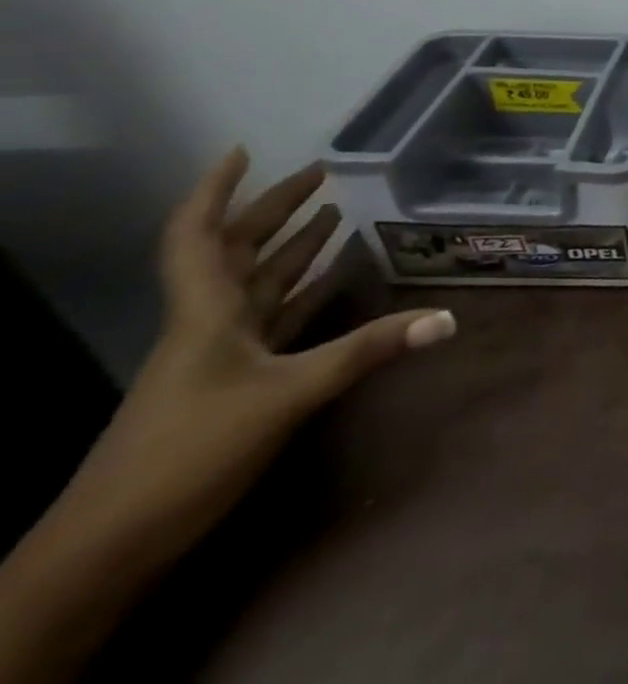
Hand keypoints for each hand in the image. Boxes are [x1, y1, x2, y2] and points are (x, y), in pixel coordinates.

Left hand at [0, 148, 457, 683]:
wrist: (109, 547)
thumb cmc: (188, 452)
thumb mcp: (286, 397)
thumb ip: (367, 351)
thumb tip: (446, 318)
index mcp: (206, 313)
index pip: (198, 237)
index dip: (216, 191)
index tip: (243, 151)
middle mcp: (208, 323)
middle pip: (236, 252)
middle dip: (274, 209)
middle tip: (320, 174)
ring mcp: (217, 354)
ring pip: (255, 283)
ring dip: (290, 247)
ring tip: (332, 213)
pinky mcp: (230, 382)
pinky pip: (271, 318)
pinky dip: (300, 290)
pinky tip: (330, 281)